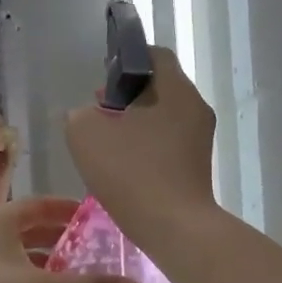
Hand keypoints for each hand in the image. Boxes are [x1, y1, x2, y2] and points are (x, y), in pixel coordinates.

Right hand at [64, 47, 217, 248]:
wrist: (173, 227)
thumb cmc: (131, 172)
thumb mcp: (85, 134)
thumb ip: (81, 115)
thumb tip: (89, 115)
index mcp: (175, 89)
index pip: (154, 55)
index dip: (126, 59)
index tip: (102, 80)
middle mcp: (195, 107)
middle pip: (159, 87)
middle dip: (127, 95)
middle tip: (98, 113)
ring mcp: (200, 138)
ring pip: (163, 116)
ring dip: (135, 122)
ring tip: (107, 143)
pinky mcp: (198, 165)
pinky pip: (168, 142)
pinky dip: (146, 145)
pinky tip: (124, 166)